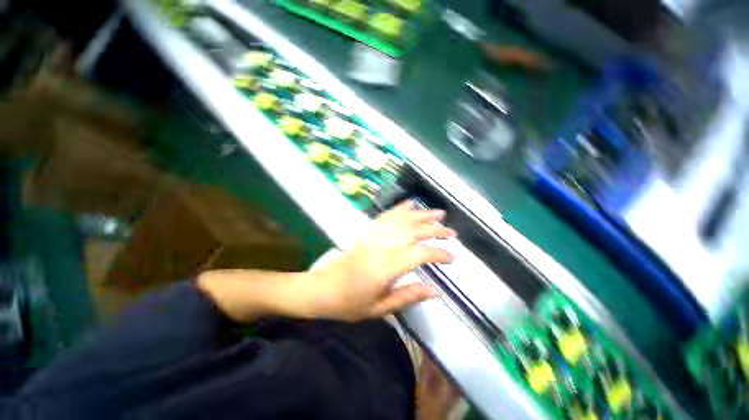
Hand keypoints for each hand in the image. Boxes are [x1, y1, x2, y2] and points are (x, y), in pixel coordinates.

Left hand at [197, 201, 454, 322]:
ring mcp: (373, 237)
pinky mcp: (366, 233)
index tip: (452, 258)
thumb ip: (408, 296)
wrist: (322, 290)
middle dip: (434, 231)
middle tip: (451, 233)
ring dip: (421, 216)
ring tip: (438, 213)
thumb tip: (435, 291)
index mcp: (385, 268)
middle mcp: (381, 247)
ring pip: (401, 220)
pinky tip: (410, 205)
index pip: (419, 254)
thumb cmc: (349, 304)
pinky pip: (385, 217)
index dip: (438, 254)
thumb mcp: (380, 309)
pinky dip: (399, 209)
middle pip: (412, 232)